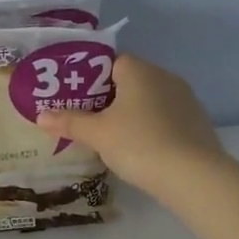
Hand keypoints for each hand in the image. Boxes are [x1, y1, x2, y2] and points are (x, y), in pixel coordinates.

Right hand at [35, 54, 228, 201]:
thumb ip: (70, 122)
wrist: (193, 175)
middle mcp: (165, 77)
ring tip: (113, 138)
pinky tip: (142, 150)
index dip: (90, 78)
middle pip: (130, 81)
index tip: (76, 99)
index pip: (111, 62)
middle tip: (88, 121)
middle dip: (109, 98)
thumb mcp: (98, 134)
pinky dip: (152, 128)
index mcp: (139, 71)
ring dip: (133, 114)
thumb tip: (41, 115)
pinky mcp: (198, 122)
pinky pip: (167, 118)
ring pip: (150, 100)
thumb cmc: (138, 144)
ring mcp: (186, 99)